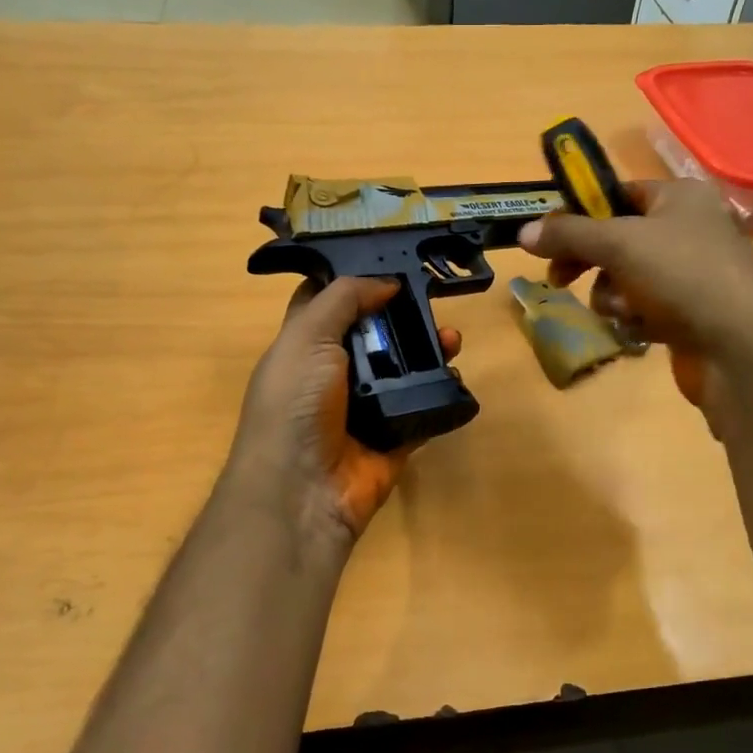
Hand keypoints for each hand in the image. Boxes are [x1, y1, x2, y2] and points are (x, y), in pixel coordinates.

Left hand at [227, 277, 460, 564]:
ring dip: (429, 350)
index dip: (353, 280)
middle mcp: (334, 374)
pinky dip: (441, 392)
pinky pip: (422, 408)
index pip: (327, 303)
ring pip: (403, 369)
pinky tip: (457, 375)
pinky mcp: (393, 437)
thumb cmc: (295, 404)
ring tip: (453, 339)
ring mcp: (365, 407)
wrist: (303, 491)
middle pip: (375, 334)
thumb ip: (344, 299)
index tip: (390, 260)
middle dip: (404, 315)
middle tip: (434, 300)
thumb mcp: (307, 337)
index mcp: (305, 347)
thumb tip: (386, 282)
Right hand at [519, 179, 752, 433]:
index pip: (618, 194)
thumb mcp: (618, 243)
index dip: (581, 213)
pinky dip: (635, 317)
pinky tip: (643, 330)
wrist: (740, 347)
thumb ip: (568, 234)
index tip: (549, 237)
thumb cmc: (682, 275)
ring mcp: (691, 273)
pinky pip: (643, 307)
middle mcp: (688, 228)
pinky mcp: (689, 313)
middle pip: (617, 239)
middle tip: (558, 278)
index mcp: (680, 197)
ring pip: (625, 278)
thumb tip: (524, 231)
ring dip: (613, 295)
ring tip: (624, 309)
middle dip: (589, 262)